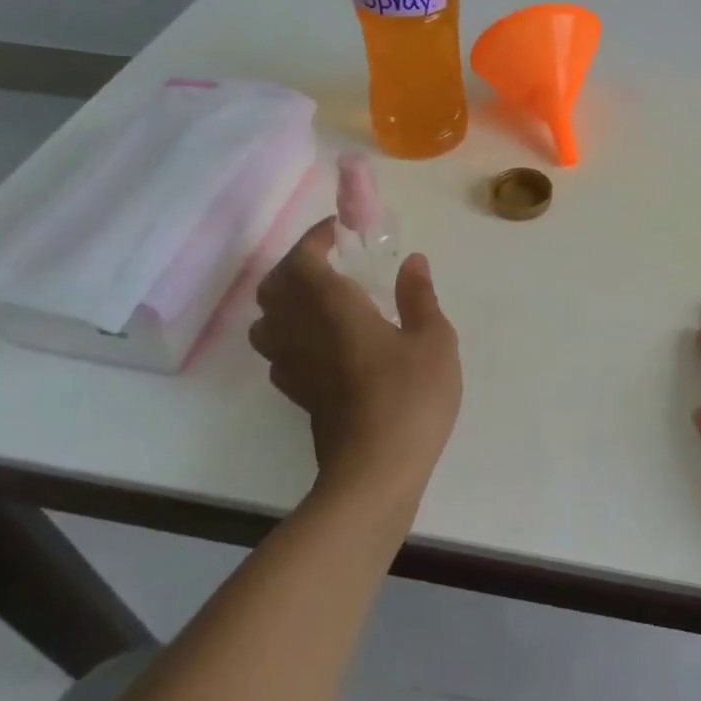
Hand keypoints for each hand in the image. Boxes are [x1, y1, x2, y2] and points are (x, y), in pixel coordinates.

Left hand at [249, 218, 461, 514]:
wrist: (375, 471)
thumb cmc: (409, 397)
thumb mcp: (433, 340)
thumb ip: (420, 297)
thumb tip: (413, 262)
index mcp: (331, 306)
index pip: (304, 258)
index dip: (317, 237)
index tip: (342, 229)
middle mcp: (301, 330)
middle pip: (275, 285)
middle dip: (297, 263)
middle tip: (332, 260)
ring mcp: (293, 365)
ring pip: (266, 319)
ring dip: (285, 299)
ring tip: (321, 298)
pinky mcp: (297, 393)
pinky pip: (278, 350)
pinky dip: (290, 334)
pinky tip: (321, 343)